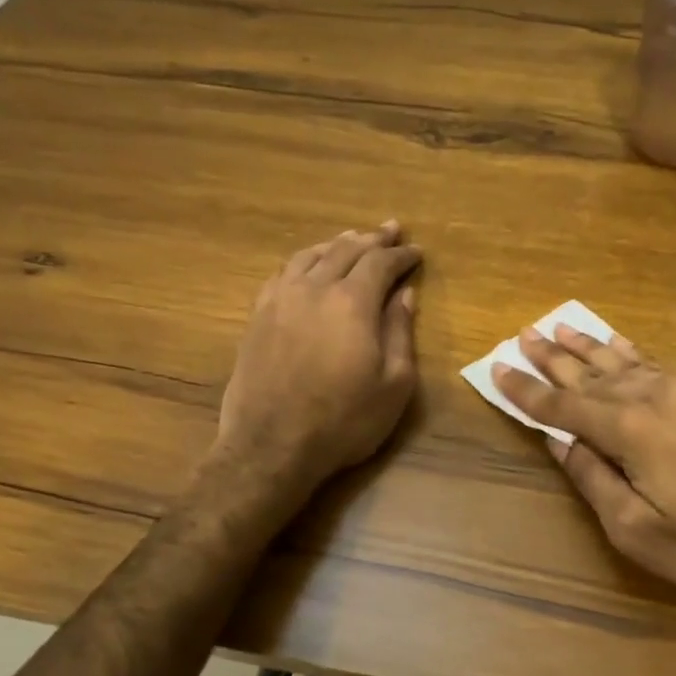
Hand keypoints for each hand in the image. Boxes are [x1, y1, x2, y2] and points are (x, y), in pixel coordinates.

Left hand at [218, 222, 421, 493]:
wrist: (272, 446)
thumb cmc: (344, 421)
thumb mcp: (393, 385)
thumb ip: (400, 333)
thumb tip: (404, 295)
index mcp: (352, 302)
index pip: (381, 263)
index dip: (401, 254)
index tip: (416, 252)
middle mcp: (314, 288)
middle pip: (346, 250)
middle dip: (373, 239)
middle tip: (391, 230)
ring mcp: (280, 299)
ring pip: (311, 255)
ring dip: (337, 243)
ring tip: (353, 239)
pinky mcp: (258, 316)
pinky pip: (283, 273)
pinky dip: (303, 260)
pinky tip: (308, 265)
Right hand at [492, 327, 675, 606]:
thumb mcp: (637, 530)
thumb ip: (593, 479)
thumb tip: (561, 442)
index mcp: (628, 429)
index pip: (561, 405)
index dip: (525, 390)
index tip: (498, 368)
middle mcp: (654, 395)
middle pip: (590, 373)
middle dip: (552, 357)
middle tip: (524, 335)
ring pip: (625, 361)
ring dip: (588, 347)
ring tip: (560, 328)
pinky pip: (659, 362)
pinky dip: (631, 351)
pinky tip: (618, 343)